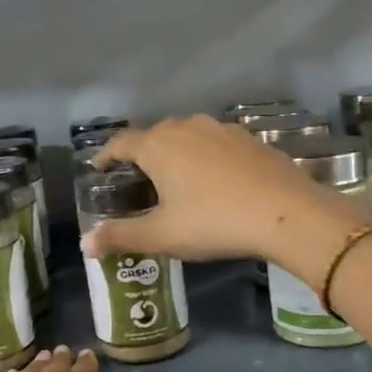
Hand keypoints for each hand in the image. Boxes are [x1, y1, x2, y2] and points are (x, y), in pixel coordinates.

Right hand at [86, 115, 368, 276]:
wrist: (286, 212)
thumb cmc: (214, 221)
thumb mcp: (163, 235)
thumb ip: (122, 237)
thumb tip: (85, 244)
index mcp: (159, 145)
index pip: (121, 143)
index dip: (106, 155)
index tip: (98, 168)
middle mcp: (186, 127)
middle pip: (155, 135)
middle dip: (141, 153)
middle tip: (136, 179)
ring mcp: (221, 129)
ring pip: (187, 135)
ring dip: (175, 152)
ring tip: (174, 177)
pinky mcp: (249, 139)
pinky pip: (215, 143)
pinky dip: (205, 156)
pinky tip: (214, 178)